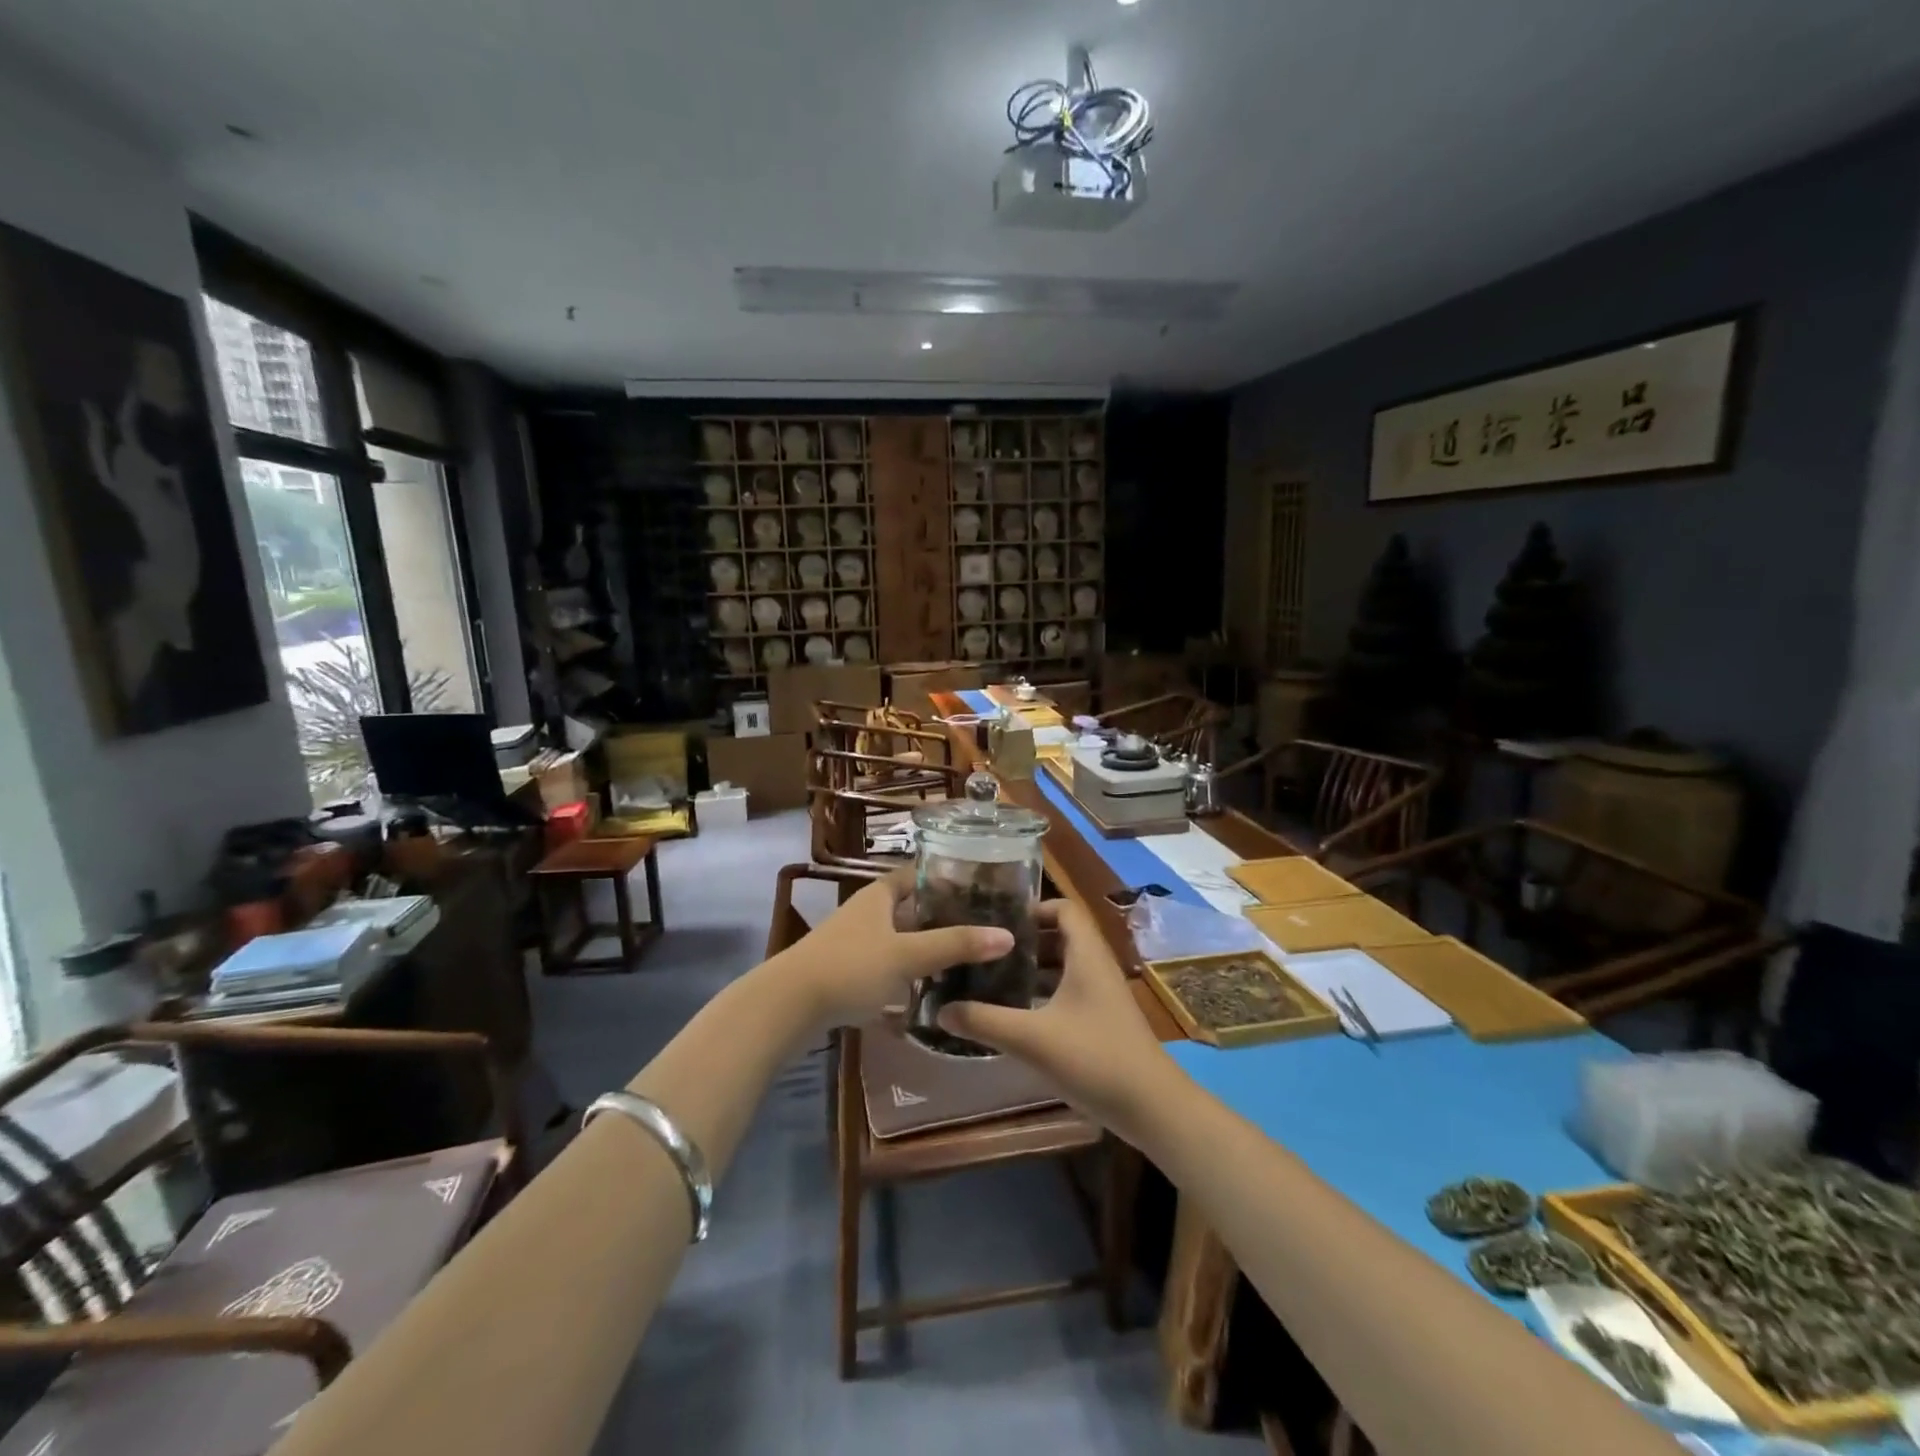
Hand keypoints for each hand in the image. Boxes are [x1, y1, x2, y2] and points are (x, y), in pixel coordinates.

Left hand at [776, 871, 1013, 1029]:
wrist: (787, 1007)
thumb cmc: (849, 967)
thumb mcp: (906, 955)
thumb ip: (954, 945)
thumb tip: (1007, 935)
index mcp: (879, 896)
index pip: (916, 873)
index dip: (945, 875)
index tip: (980, 884)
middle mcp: (866, 913)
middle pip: (910, 908)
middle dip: (941, 917)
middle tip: (982, 927)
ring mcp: (853, 944)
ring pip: (898, 940)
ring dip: (924, 949)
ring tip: (963, 961)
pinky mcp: (846, 974)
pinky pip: (885, 969)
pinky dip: (905, 977)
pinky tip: (926, 995)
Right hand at [936, 899, 1176, 1141]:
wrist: (1152, 1107)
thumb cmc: (1095, 1058)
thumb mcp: (1032, 1038)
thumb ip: (984, 1021)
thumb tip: (940, 1009)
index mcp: (1086, 954)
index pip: (1063, 908)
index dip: (1032, 907)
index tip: (995, 919)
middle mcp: (1095, 965)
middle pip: (1059, 936)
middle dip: (1022, 940)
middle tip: (983, 948)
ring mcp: (1101, 994)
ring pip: (1062, 966)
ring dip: (1030, 968)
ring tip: (989, 976)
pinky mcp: (1101, 1019)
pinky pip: (1067, 991)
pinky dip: (1041, 993)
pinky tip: (1013, 1012)